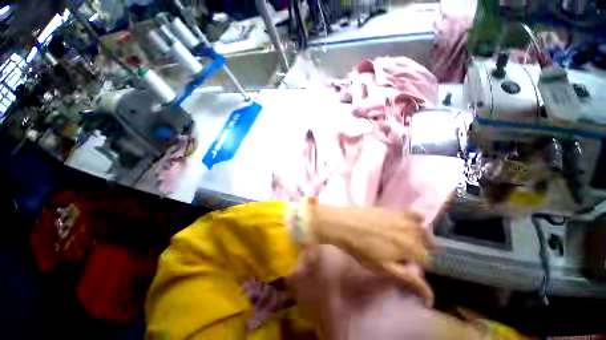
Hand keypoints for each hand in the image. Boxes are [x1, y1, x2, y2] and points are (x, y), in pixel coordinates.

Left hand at [301, 199, 433, 304]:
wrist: (343, 224)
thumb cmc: (360, 248)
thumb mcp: (382, 267)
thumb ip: (407, 278)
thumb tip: (430, 295)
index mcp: (410, 248)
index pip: (426, 260)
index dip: (417, 265)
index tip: (408, 266)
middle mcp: (411, 231)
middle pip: (424, 245)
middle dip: (418, 252)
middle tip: (405, 255)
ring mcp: (401, 218)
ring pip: (421, 229)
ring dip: (420, 237)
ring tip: (409, 241)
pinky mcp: (392, 209)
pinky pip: (412, 213)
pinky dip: (416, 218)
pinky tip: (412, 222)